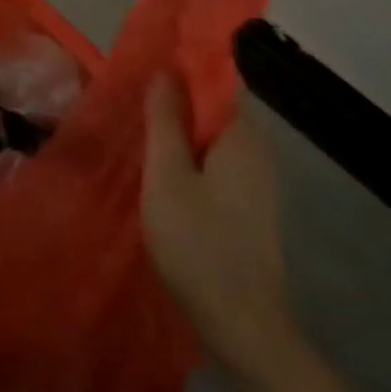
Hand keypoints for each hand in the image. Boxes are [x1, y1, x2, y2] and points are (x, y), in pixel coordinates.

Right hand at [140, 73, 296, 365]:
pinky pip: (217, 165)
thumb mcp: (168, 176)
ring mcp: (257, 182)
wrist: (242, 325)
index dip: (184, 68)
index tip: (148, 66)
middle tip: (133, 102)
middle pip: (215, 109)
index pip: (219, 80)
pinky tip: (162, 175)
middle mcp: (257, 150)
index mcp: (242, 135)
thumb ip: (164, 121)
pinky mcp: (250, 207)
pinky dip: (191, 160)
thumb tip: (164, 71)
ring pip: (214, 140)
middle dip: (177, 102)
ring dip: (181, 134)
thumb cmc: (199, 243)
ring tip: (139, 134)